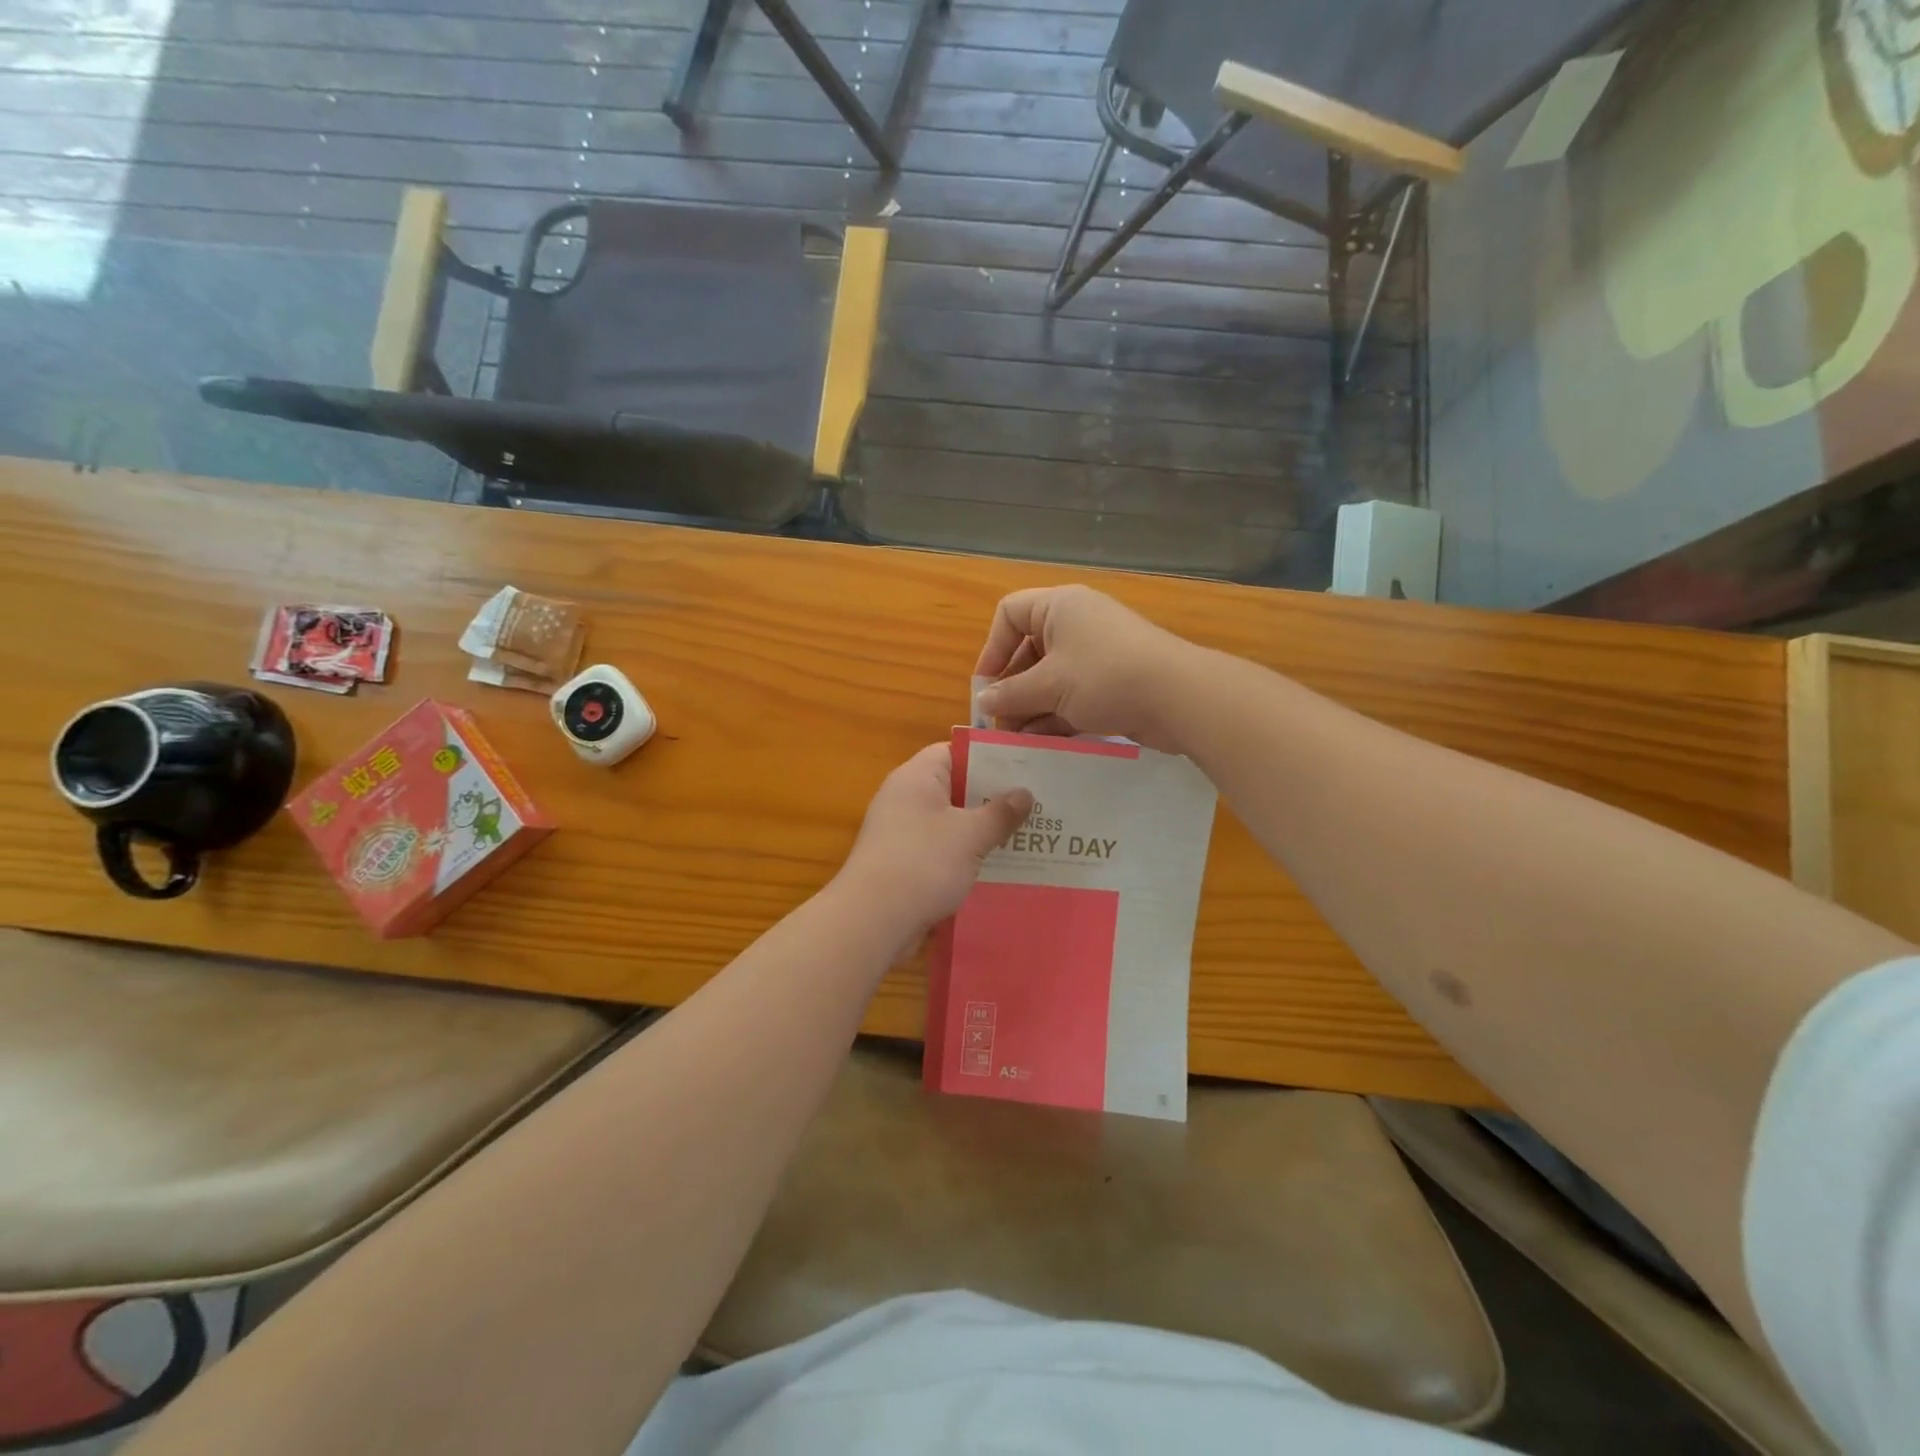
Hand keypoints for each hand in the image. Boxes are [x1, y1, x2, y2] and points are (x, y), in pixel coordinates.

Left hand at [835, 744, 1032, 942]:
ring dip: (980, 831)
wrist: (872, 921)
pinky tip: (995, 870)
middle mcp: (904, 799)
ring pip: (949, 823)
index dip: (987, 758)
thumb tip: (1024, 793)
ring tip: (1024, 838)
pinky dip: (964, 857)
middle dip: (991, 798)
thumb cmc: (923, 863)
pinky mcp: (901, 864)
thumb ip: (1000, 812)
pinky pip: (940, 850)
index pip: (953, 752)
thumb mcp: (971, 835)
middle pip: (954, 788)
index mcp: (917, 777)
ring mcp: (900, 833)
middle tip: (1034, 806)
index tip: (1022, 770)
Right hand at [973, 585, 1197, 749]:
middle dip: (1010, 688)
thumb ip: (1011, 694)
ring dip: (1029, 709)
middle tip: (997, 724)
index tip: (986, 686)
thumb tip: (984, 702)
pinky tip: (1039, 745)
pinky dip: (1054, 717)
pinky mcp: (1110, 684)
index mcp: (1059, 608)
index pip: (1010, 614)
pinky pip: (1071, 697)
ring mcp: (1095, 656)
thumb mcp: (1049, 686)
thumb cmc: (1104, 677)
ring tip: (1013, 742)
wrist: (1178, 698)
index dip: (992, 648)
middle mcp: (1076, 625)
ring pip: (1049, 679)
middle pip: (1028, 651)